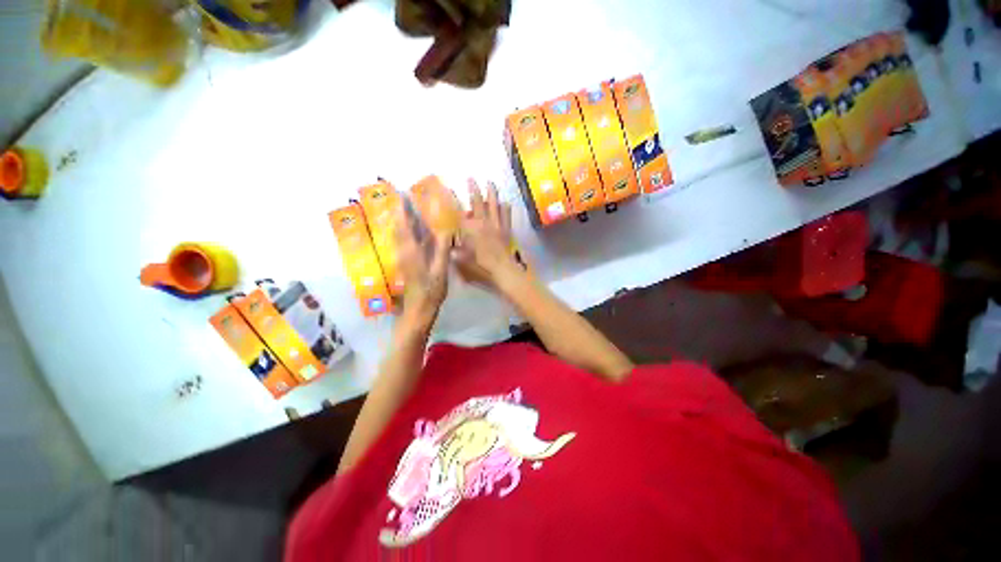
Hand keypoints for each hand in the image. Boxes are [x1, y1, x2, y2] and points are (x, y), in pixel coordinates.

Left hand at [395, 204, 451, 325]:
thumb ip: (442, 249)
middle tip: (405, 198)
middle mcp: (403, 252)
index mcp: (411, 252)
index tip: (402, 195)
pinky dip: (407, 233)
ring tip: (409, 210)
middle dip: (400, 212)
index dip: (402, 210)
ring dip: (402, 221)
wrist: (418, 310)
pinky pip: (404, 243)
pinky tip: (416, 232)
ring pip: (400, 235)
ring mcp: (403, 258)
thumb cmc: (431, 291)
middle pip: (398, 228)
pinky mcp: (405, 264)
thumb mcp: (440, 270)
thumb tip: (446, 229)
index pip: (404, 225)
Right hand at [454, 179, 523, 291]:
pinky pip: (506, 214)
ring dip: (492, 193)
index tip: (451, 190)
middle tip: (471, 178)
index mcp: (470, 229)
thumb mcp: (463, 260)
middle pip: (477, 202)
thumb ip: (456, 253)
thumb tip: (451, 250)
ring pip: (494, 204)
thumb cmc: (481, 265)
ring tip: (490, 183)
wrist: (502, 268)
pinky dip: (505, 207)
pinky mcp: (506, 228)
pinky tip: (504, 203)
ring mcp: (496, 224)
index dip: (455, 200)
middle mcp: (483, 222)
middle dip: (473, 188)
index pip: (460, 211)